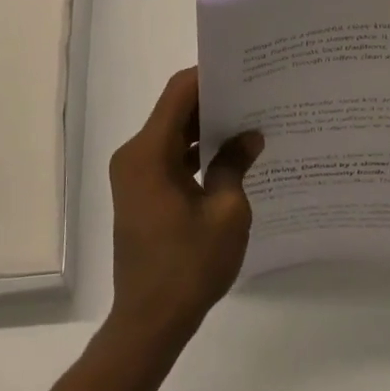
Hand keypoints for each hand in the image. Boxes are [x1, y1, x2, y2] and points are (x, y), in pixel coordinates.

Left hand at [106, 69, 261, 346]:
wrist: (150, 322)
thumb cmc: (188, 266)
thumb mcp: (226, 212)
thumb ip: (235, 165)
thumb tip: (250, 136)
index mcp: (148, 153)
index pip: (178, 93)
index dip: (208, 75)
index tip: (243, 69)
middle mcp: (134, 155)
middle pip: (174, 111)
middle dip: (213, 101)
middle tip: (254, 93)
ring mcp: (134, 175)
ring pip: (172, 134)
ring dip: (205, 128)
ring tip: (249, 120)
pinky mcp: (140, 193)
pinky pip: (169, 157)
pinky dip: (195, 152)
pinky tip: (229, 156)